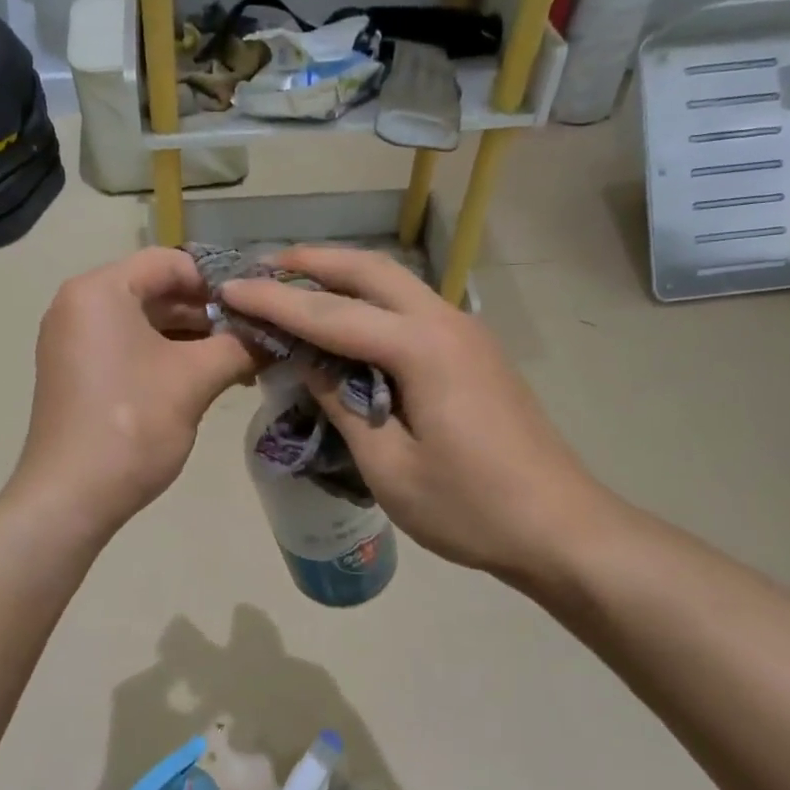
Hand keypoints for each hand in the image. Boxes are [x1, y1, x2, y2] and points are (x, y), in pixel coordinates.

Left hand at [12, 247, 257, 536]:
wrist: (71, 496)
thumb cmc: (132, 425)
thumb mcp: (194, 380)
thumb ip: (239, 347)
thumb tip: (275, 335)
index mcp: (100, 290)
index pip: (170, 262)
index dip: (218, 280)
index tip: (257, 304)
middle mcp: (79, 304)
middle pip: (156, 290)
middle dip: (208, 312)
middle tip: (255, 334)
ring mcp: (73, 340)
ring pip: (144, 322)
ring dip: (191, 337)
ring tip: (240, 359)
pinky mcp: (76, 371)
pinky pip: (127, 347)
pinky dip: (165, 356)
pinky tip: (205, 376)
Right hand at [218, 246, 620, 585]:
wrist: (561, 528)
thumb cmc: (470, 507)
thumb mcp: (388, 466)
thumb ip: (342, 404)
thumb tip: (308, 362)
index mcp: (422, 348)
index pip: (331, 313)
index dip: (274, 301)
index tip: (228, 289)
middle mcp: (446, 323)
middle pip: (370, 271)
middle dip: (312, 261)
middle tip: (261, 267)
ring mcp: (466, 334)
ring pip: (395, 284)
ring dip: (342, 278)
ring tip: (293, 286)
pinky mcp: (473, 353)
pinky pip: (410, 309)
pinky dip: (368, 303)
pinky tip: (344, 326)